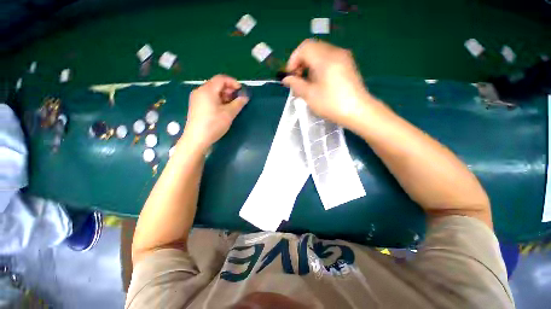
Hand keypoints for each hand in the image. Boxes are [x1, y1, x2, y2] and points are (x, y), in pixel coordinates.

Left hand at [183, 75, 248, 149]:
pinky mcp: (196, 106)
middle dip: (229, 90)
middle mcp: (200, 91)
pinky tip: (223, 109)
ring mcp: (196, 98)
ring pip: (213, 92)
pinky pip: (209, 98)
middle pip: (216, 84)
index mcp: (207, 90)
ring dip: (224, 96)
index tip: (241, 90)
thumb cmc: (213, 124)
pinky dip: (218, 100)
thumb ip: (238, 103)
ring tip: (232, 105)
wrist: (197, 139)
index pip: (221, 79)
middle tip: (238, 99)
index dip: (233, 82)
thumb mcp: (229, 114)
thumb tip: (245, 97)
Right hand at [282, 39, 374, 127]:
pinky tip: (318, 82)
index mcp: (325, 58)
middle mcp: (335, 52)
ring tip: (307, 83)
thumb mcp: (310, 95)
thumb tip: (286, 79)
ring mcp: (343, 58)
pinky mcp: (347, 65)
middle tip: (297, 79)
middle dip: (301, 62)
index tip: (290, 75)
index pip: (304, 47)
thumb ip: (296, 84)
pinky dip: (319, 67)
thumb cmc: (331, 104)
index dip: (293, 59)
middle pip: (313, 48)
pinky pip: (329, 59)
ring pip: (320, 54)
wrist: (358, 111)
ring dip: (309, 65)